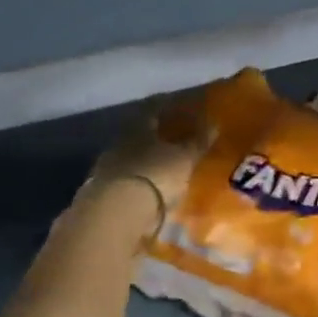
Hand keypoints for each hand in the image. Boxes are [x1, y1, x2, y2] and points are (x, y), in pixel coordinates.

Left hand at [80, 96, 209, 239]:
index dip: (167, 105)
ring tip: (165, 167)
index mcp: (138, 127)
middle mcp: (120, 142)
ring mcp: (108, 167)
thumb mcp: (184, 158)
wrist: (119, 211)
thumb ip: (198, 142)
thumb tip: (213, 124)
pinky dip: (140, 182)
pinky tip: (151, 189)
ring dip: (147, 161)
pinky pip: (128, 180)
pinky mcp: (104, 192)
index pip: (153, 109)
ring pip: (132, 157)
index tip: (178, 104)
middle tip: (175, 138)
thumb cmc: (156, 175)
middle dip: (156, 135)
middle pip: (139, 134)